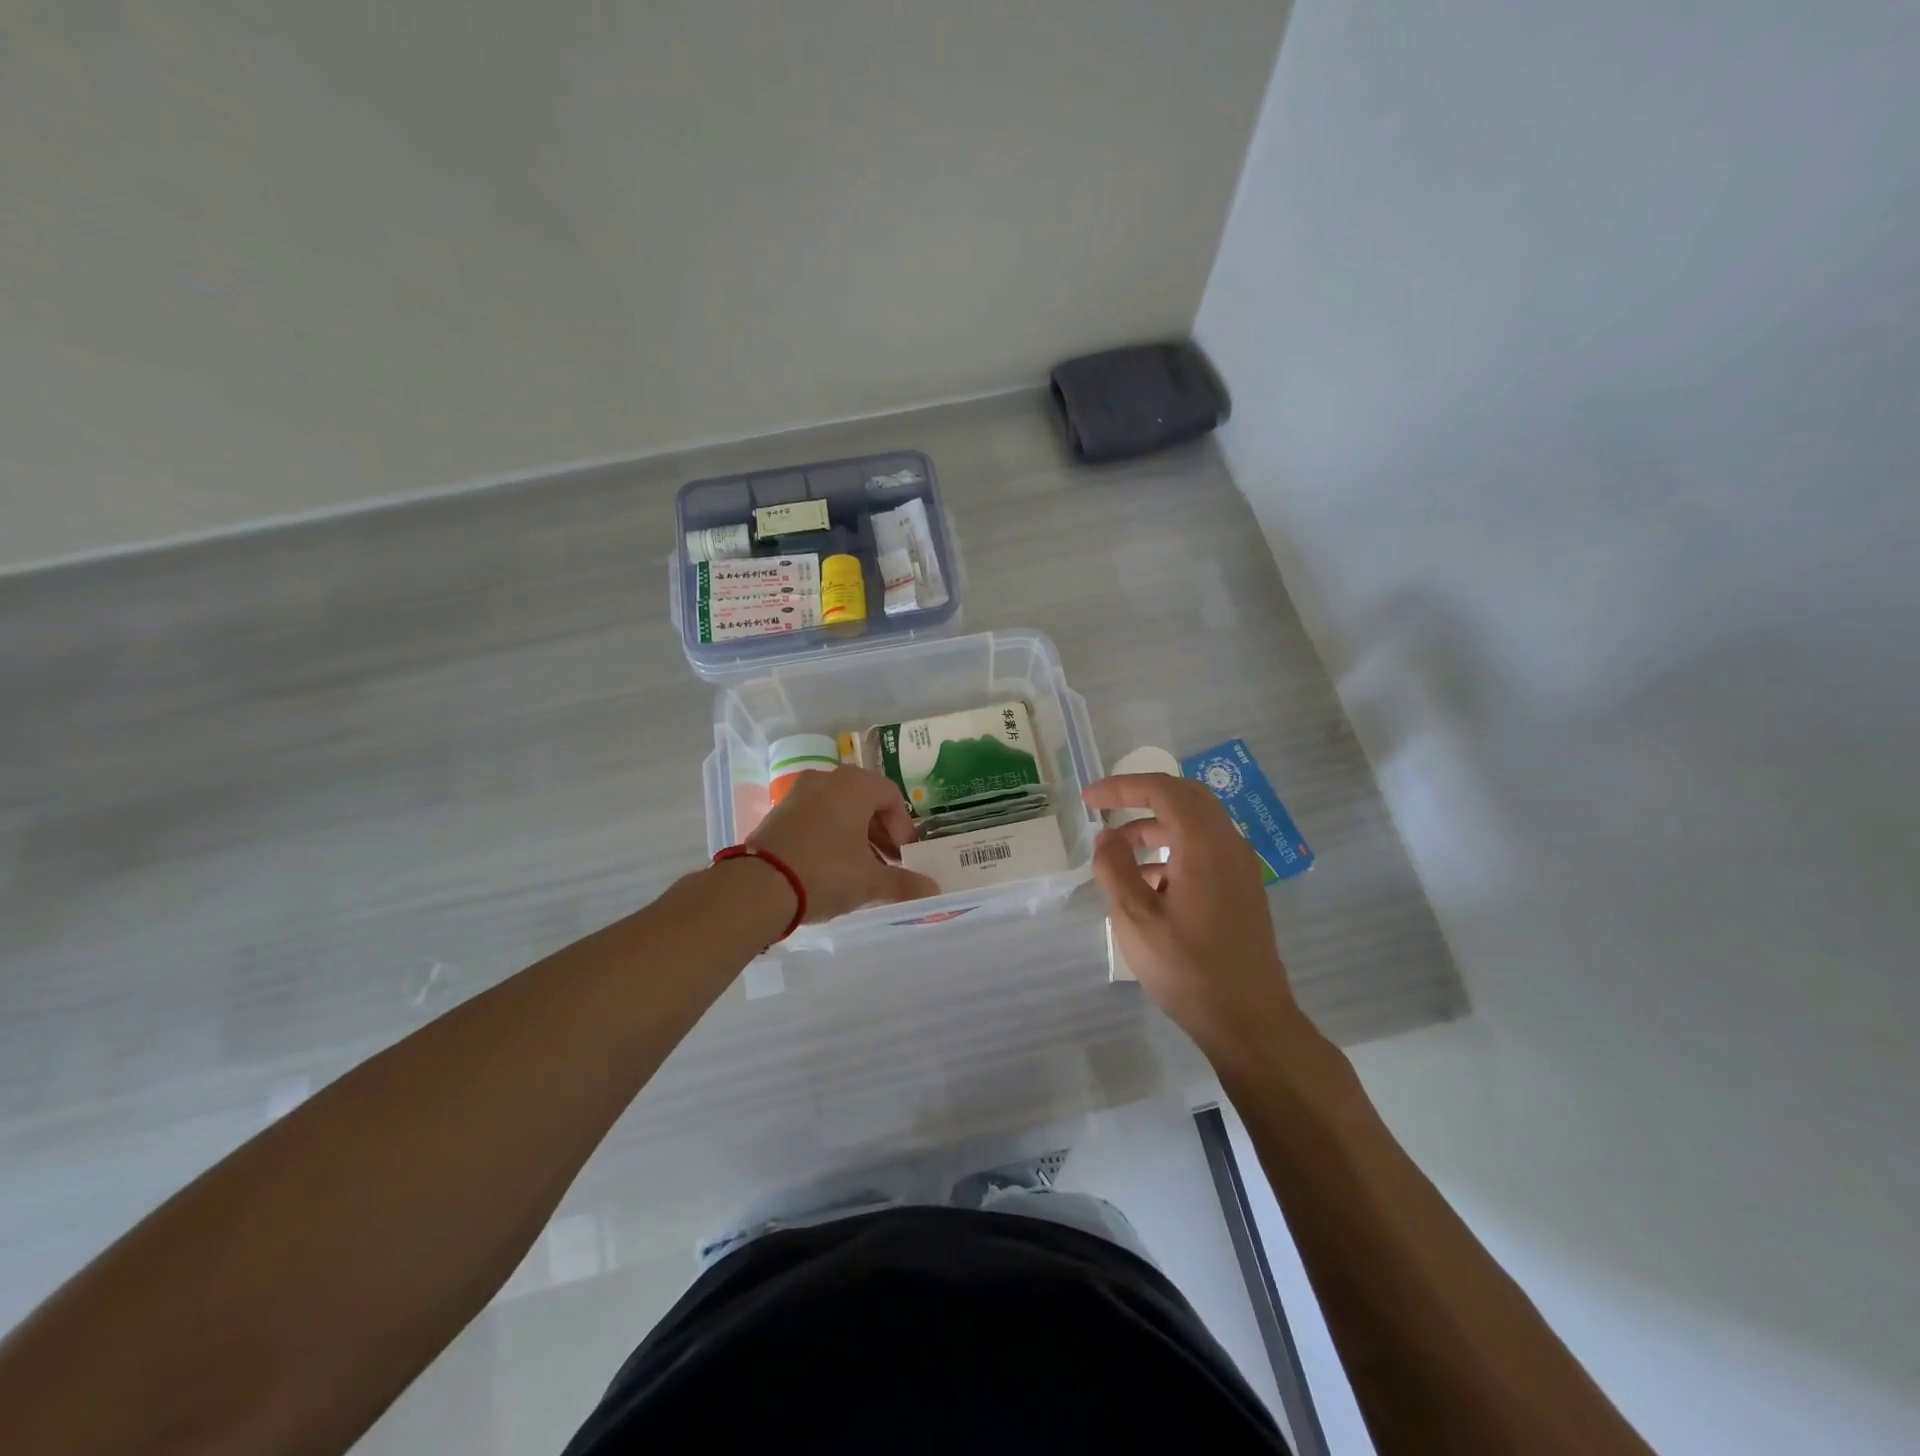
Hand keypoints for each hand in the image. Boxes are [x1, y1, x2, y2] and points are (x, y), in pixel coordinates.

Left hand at [747, 767, 939, 921]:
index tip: (905, 855)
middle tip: (888, 863)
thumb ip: (904, 883)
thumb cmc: (826, 872)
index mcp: (854, 785)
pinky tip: (832, 868)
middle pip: (865, 801)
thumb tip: (933, 890)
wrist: (758, 886)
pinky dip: (831, 836)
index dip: (904, 827)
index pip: (891, 796)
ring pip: (839, 809)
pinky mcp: (778, 813)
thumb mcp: (870, 881)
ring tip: (862, 869)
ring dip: (856, 836)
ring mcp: (798, 794)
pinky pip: (816, 818)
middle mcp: (826, 780)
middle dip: (881, 833)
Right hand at [1082, 774, 1307, 1061]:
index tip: (1089, 800)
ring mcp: (1241, 868)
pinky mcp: (1244, 890)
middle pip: (1186, 797)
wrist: (1250, 1021)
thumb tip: (1108, 838)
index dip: (1122, 787)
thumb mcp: (1135, 919)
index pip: (1163, 791)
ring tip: (1120, 851)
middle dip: (1142, 796)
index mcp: (1204, 846)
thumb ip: (1115, 870)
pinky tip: (1150, 882)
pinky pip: (1207, 848)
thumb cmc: (1188, 969)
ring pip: (1198, 823)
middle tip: (1106, 809)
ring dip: (1158, 824)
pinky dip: (1175, 847)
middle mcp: (1229, 846)